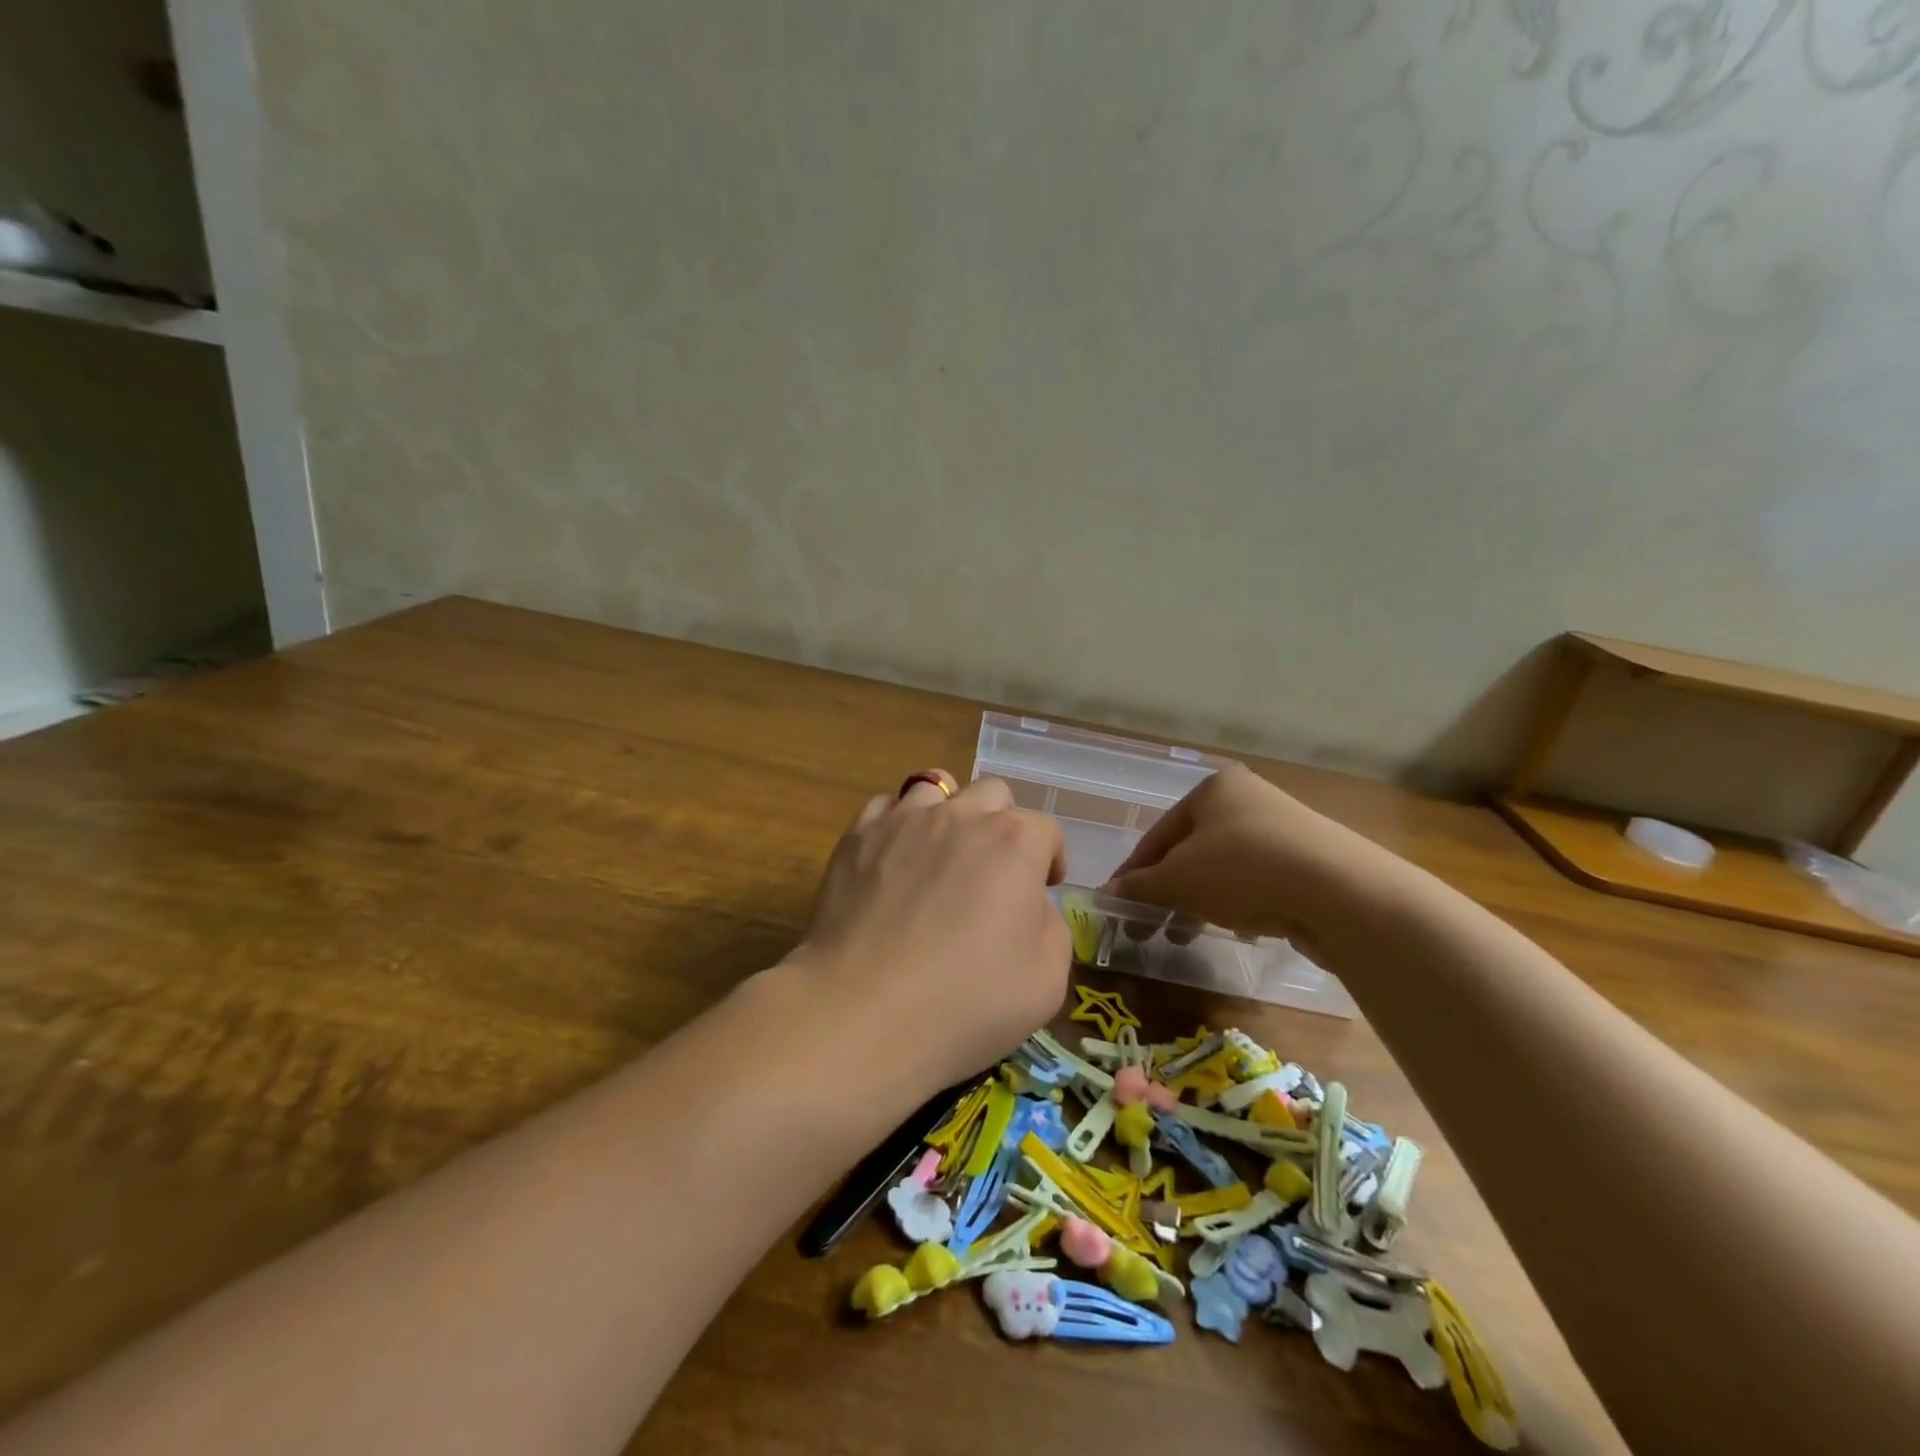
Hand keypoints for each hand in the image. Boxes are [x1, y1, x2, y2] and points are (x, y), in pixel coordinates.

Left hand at [790, 772, 1070, 1090]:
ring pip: (936, 788)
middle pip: (993, 794)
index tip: (1043, 887)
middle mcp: (961, 816)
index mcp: (1014, 842)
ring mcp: (904, 820)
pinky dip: (898, 824)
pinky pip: (886, 807)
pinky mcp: (858, 836)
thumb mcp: (1047, 981)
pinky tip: (895, 859)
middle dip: (1003, 824)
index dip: (1050, 858)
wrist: (863, 1010)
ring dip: (949, 813)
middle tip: (994, 869)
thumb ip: (1051, 928)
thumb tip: (1029, 906)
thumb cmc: (966, 1001)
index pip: (1046, 830)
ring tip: (941, 852)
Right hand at [1103, 762, 1382, 948]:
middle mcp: (1248, 800)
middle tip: (1147, 928)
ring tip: (1183, 935)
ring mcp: (1283, 830)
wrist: (1340, 891)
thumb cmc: (1242, 869)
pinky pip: (1257, 882)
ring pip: (1223, 869)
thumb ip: (1139, 886)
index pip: (1158, 834)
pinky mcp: (1309, 862)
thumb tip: (1104, 895)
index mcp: (1214, 790)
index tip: (1115, 904)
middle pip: (1191, 851)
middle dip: (1167, 891)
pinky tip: (1237, 929)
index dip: (1132, 872)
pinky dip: (1238, 903)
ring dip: (1198, 901)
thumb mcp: (1178, 879)